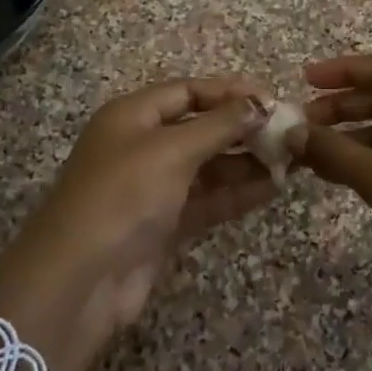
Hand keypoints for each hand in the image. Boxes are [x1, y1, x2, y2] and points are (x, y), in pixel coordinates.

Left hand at [0, 77, 275, 370]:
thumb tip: (260, 103)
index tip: (272, 100)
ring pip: (208, 166)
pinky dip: (236, 193)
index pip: (188, 91)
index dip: (230, 92)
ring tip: (290, 161)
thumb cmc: (124, 195)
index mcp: (132, 116)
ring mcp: (153, 187)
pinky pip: (207, 199)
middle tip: (288, 133)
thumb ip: (219, 125)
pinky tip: (272, 189)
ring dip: (245, 162)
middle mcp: (141, 146)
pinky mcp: (164, 224)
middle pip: (200, 127)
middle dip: (242, 129)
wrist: (81, 279)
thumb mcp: (172, 149)